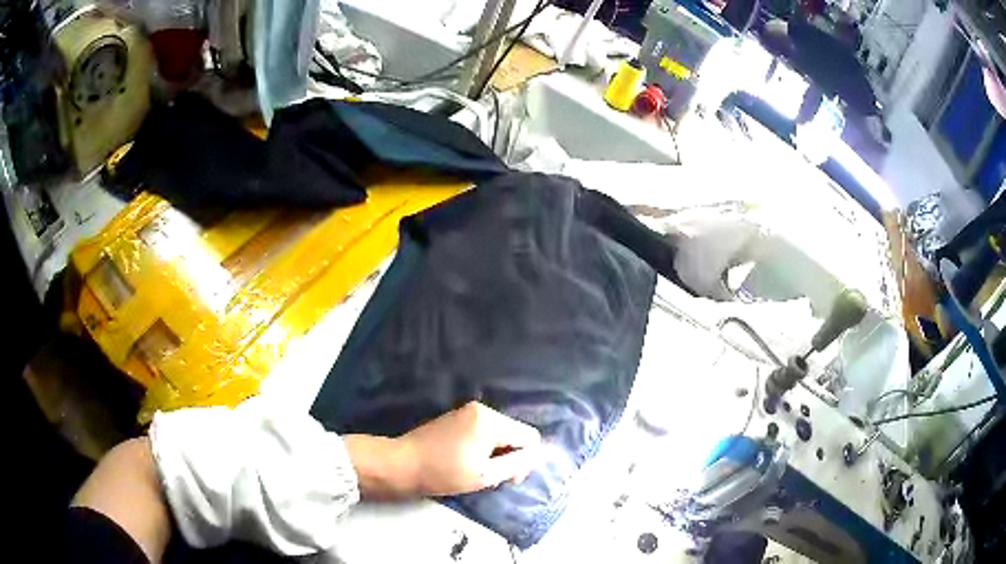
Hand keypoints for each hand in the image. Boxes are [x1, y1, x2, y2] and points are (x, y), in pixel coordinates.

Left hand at [345, 402, 541, 499]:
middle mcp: (482, 409)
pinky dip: (483, 446)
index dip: (525, 459)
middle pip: (515, 433)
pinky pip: (484, 430)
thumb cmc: (443, 473)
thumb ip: (516, 464)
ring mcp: (467, 411)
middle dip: (510, 456)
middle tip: (491, 478)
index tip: (507, 478)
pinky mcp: (456, 417)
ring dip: (496, 453)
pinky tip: (467, 460)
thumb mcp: (484, 476)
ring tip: (477, 470)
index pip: (530, 436)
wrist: (401, 464)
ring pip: (500, 433)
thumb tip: (536, 455)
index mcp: (491, 421)